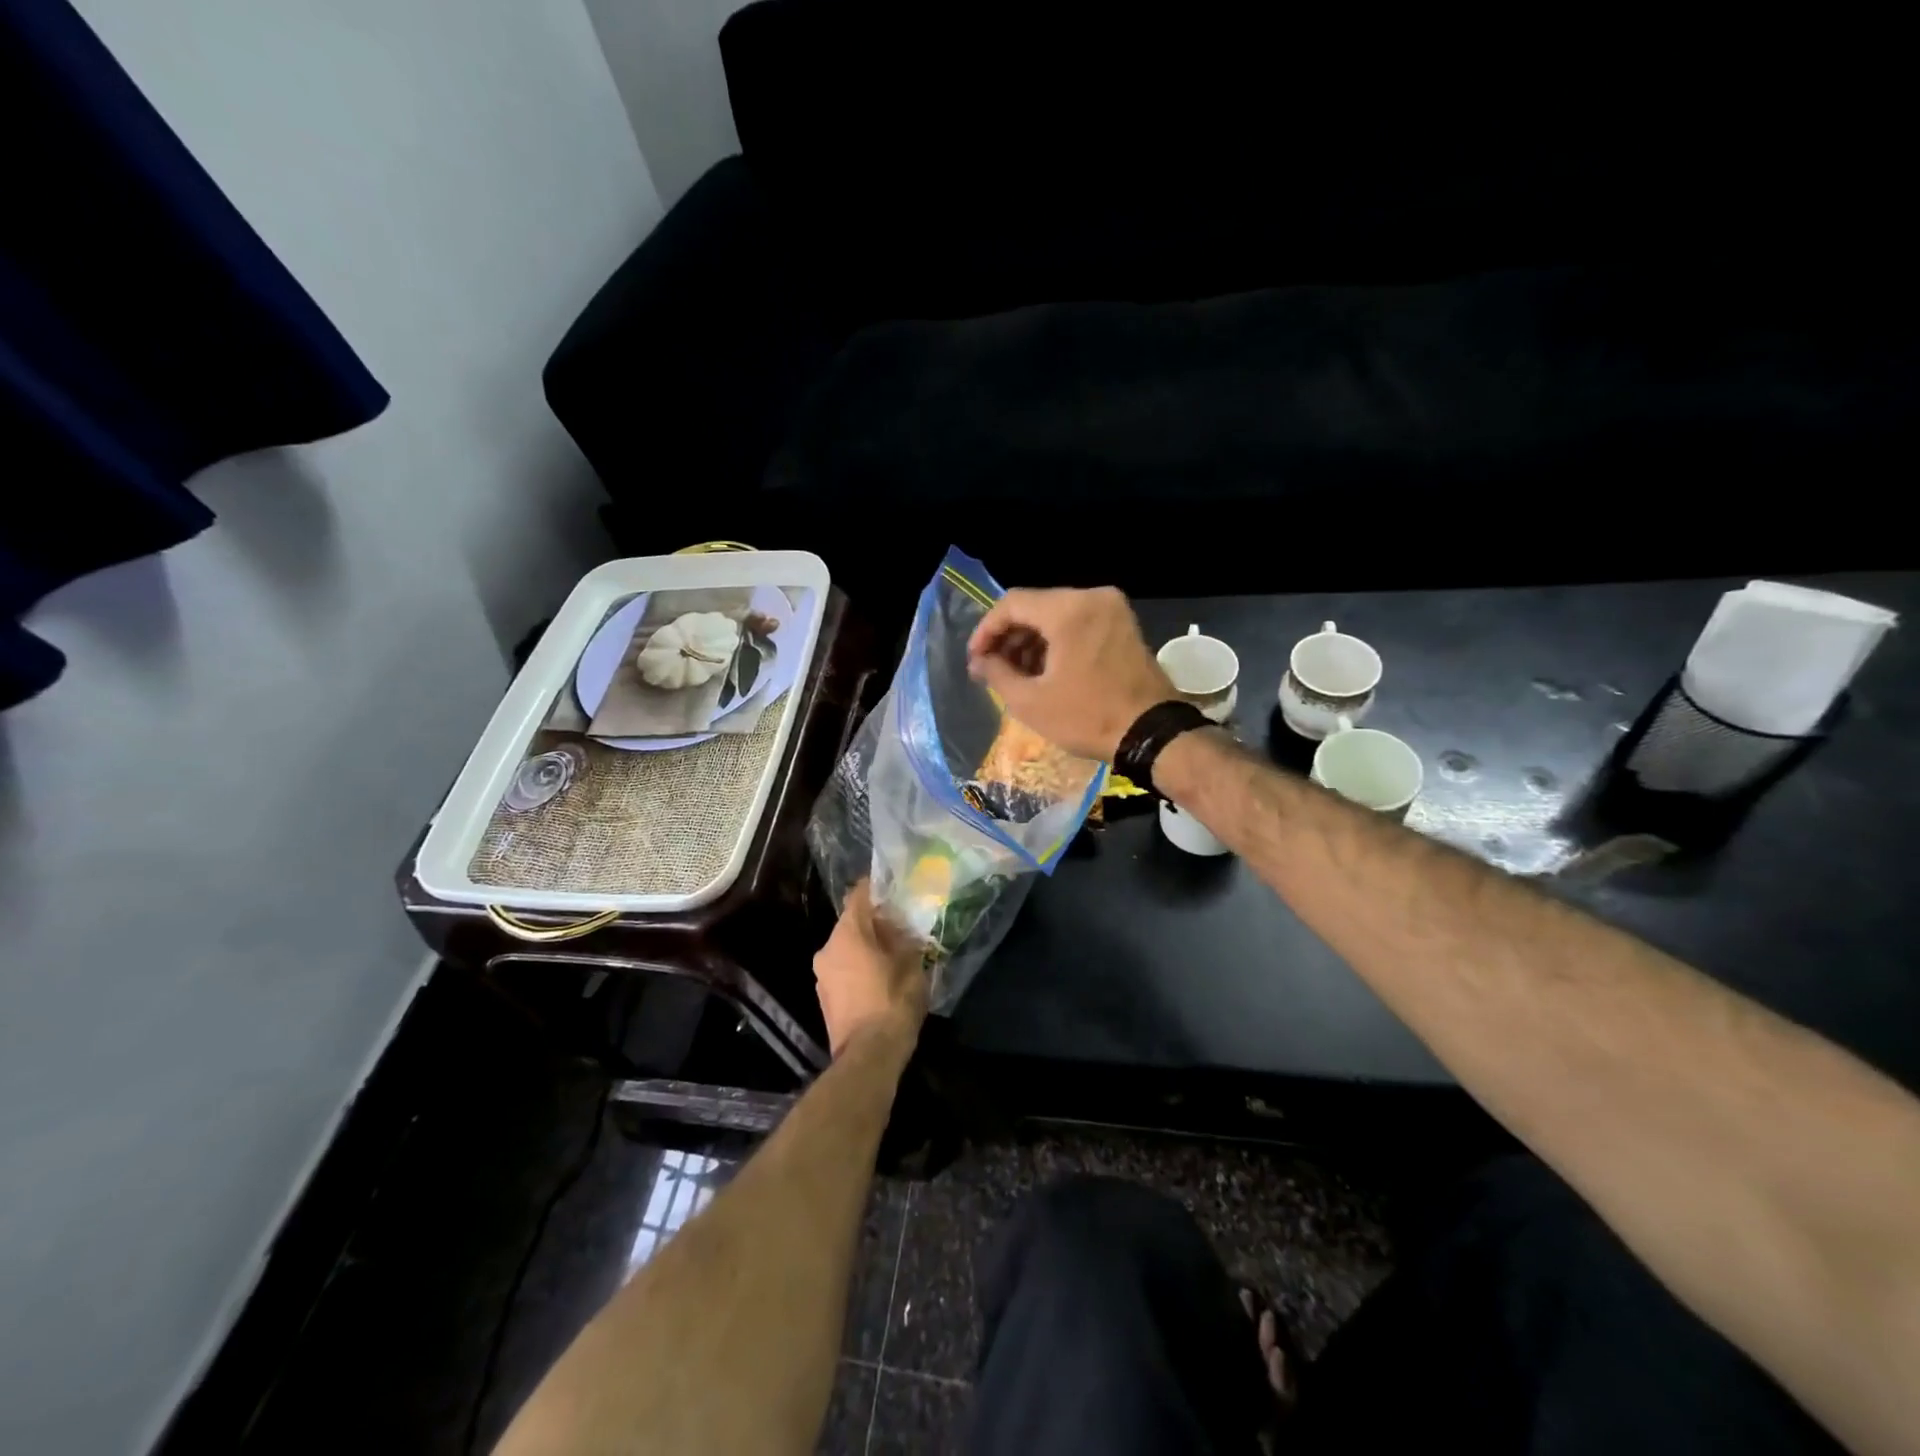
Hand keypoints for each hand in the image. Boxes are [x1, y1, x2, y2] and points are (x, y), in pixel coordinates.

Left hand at [813, 881, 929, 1057]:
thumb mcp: (911, 964)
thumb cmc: (892, 1002)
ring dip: (866, 946)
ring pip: (846, 948)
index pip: (858, 896)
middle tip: (901, 925)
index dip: (875, 889)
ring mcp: (822, 975)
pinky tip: (880, 976)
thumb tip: (901, 929)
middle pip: (851, 923)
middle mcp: (827, 949)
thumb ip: (905, 939)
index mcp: (847, 934)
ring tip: (893, 952)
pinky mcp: (825, 997)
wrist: (869, 1056)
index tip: (893, 887)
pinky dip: (859, 966)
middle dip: (875, 922)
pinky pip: (843, 969)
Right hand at [966, 586, 1175, 760]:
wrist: (1151, 733)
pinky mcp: (1123, 625)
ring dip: (1032, 641)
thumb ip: (997, 673)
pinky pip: (1079, 623)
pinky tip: (1044, 671)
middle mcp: (1092, 598)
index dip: (986, 630)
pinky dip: (1057, 642)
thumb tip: (980, 661)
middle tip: (991, 669)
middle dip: (1009, 637)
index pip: (1012, 604)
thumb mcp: (1031, 702)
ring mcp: (1113, 610)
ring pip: (1057, 615)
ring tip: (1015, 675)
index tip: (975, 659)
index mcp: (1068, 610)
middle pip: (1035, 606)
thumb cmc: (1087, 717)